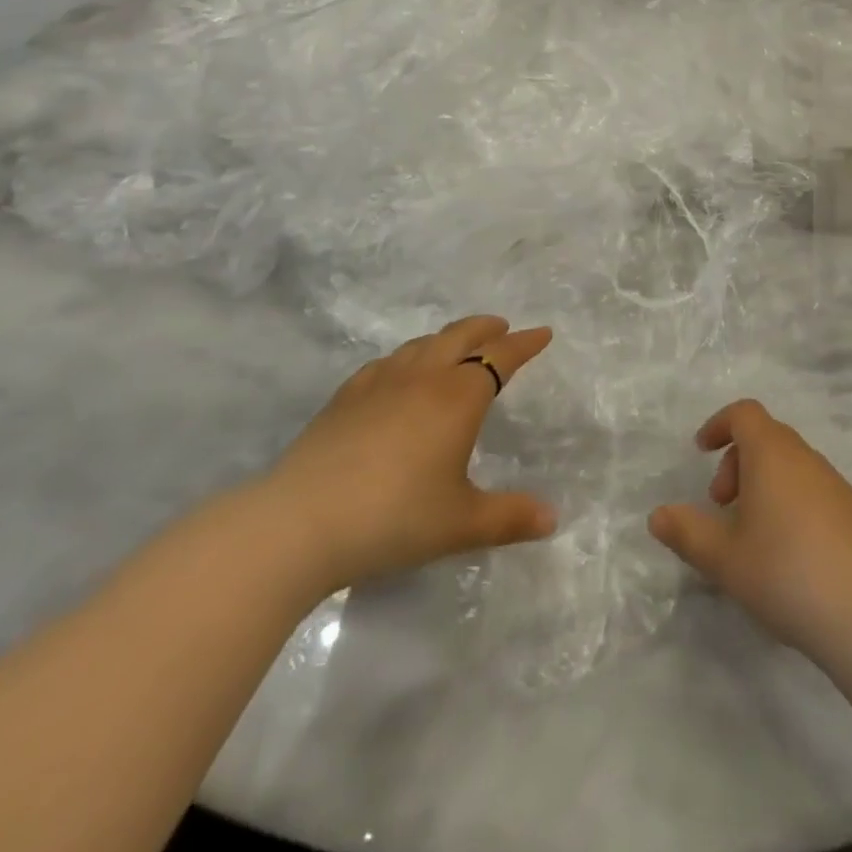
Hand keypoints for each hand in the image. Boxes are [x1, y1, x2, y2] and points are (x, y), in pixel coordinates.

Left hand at [255, 315, 555, 595]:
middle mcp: (423, 377)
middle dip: (487, 328)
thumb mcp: (460, 524)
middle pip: (461, 336)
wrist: (299, 523)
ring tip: (456, 346)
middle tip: (502, 328)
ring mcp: (380, 382)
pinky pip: (387, 362)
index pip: (501, 357)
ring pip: (423, 344)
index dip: (524, 344)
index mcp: (458, 397)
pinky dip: (408, 357)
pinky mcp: (345, 396)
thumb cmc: (394, 518)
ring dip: (448, 338)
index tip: (543, 333)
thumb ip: (509, 518)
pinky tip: (399, 374)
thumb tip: (552, 519)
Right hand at [647, 399, 851, 663]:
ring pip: (790, 464)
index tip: (701, 452)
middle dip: (737, 462)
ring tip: (751, 535)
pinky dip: (790, 501)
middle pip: (766, 437)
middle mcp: (805, 457)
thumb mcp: (724, 558)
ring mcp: (835, 483)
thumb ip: (687, 532)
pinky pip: (812, 489)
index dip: (719, 424)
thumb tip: (658, 515)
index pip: (744, 413)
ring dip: (764, 484)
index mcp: (772, 453)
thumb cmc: (785, 572)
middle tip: (722, 506)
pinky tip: (788, 552)